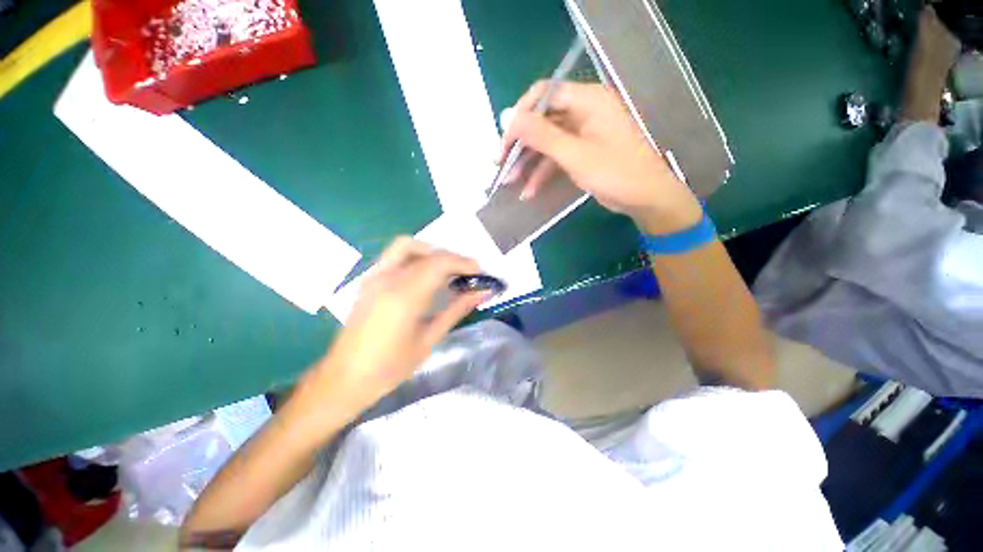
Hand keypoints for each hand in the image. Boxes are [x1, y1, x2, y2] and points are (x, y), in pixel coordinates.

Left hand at [307, 238, 487, 415]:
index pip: (439, 263)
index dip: (463, 262)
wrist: (344, 378)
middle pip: (426, 252)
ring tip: (447, 270)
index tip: (479, 272)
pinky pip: (395, 256)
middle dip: (452, 257)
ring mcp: (374, 277)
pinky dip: (416, 257)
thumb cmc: (390, 367)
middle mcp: (387, 279)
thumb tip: (482, 293)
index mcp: (404, 296)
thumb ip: (456, 310)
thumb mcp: (429, 339)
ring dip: (431, 252)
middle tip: (467, 273)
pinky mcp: (368, 280)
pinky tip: (424, 275)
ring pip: (407, 246)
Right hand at [500, 81, 702, 234]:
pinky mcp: (582, 152)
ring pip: (547, 142)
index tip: (505, 142)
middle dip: (521, 145)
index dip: (520, 116)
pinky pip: (557, 157)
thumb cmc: (615, 172)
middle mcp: (584, 111)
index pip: (543, 95)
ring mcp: (583, 133)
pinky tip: (529, 191)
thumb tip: (506, 116)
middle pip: (542, 120)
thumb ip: (540, 135)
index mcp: (587, 100)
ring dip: (529, 163)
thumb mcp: (574, 154)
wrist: (646, 198)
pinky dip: (543, 172)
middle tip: (502, 165)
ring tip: (511, 183)